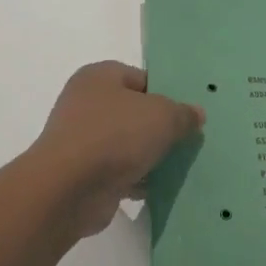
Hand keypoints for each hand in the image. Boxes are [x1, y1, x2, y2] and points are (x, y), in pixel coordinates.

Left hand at [27, 61, 204, 240]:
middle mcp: (86, 104)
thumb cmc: (115, 135)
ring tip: (181, 166)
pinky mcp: (83, 174)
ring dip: (150, 156)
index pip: (141, 78)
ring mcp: (82, 140)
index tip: (188, 113)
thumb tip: (196, 114)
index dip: (167, 93)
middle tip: (188, 140)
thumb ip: (183, 113)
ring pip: (127, 144)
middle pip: (134, 112)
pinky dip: (137, 179)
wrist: (69, 188)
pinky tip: (161, 187)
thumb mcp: (163, 116)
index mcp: (99, 77)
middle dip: (160, 128)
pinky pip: (119, 172)